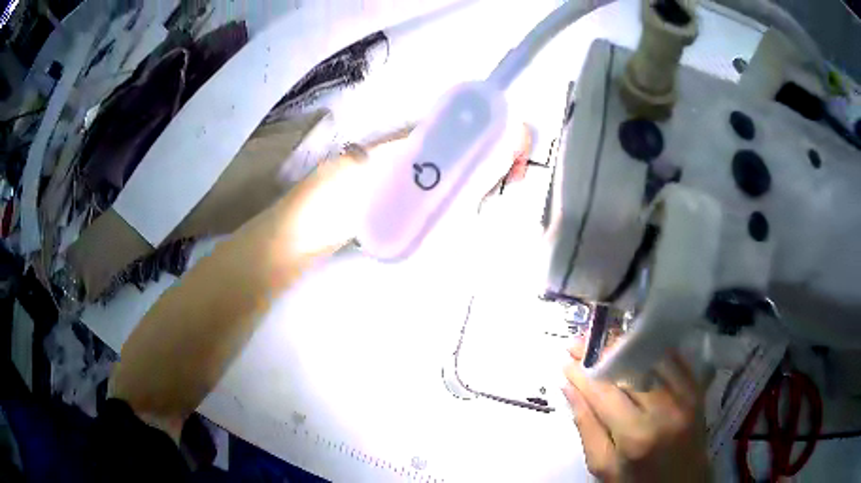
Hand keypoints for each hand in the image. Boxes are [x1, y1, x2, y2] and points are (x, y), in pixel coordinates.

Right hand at [563, 338, 710, 482]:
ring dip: (625, 346)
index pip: (603, 392)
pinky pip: (674, 359)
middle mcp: (664, 409)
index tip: (566, 359)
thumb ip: (586, 426)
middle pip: (629, 367)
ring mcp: (685, 396)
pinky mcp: (697, 390)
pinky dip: (652, 350)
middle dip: (601, 353)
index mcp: (635, 435)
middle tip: (581, 345)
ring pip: (652, 357)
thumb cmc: (637, 481)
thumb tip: (569, 388)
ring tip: (604, 343)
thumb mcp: (603, 466)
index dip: (583, 372)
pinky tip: (636, 347)